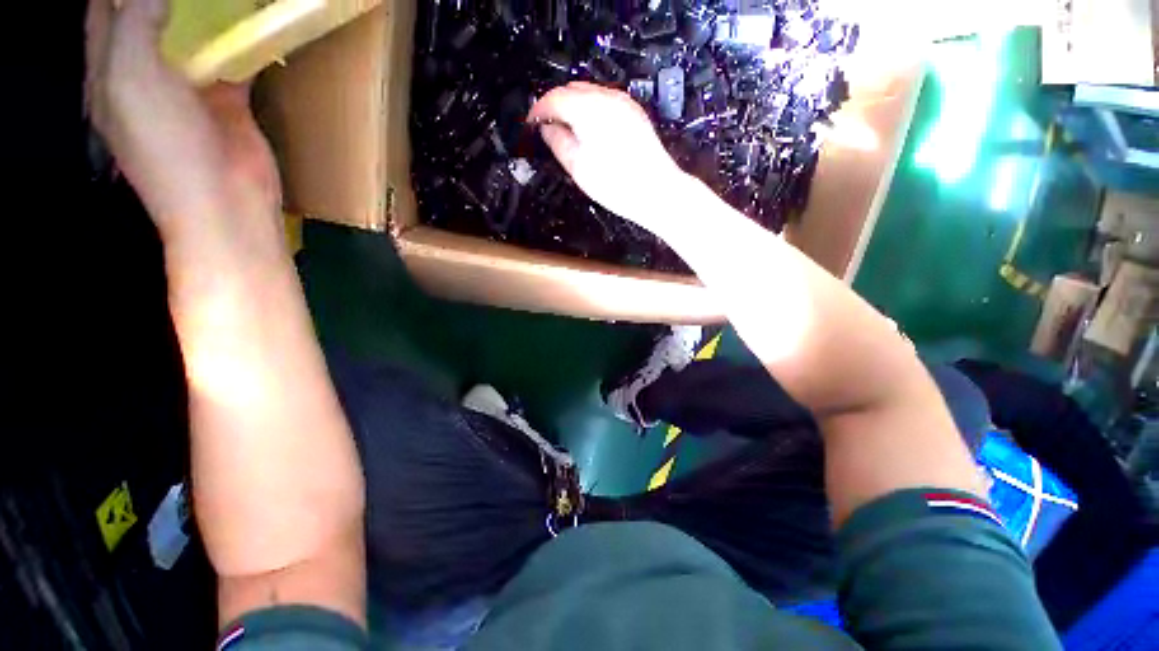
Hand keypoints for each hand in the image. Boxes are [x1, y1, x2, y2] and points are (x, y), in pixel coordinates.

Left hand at [86, 0, 279, 239]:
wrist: (225, 201)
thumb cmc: (165, 147)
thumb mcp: (132, 77)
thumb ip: (136, 22)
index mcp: (110, 71)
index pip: (104, 12)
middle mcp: (145, 74)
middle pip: (147, 18)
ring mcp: (189, 88)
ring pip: (190, 36)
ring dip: (202, 13)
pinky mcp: (229, 102)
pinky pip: (232, 60)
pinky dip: (240, 40)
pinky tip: (250, 21)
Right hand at [528, 82, 687, 231]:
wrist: (657, 191)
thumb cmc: (615, 184)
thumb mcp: (578, 167)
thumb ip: (558, 142)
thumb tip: (546, 128)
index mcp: (589, 109)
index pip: (554, 98)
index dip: (538, 110)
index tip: (530, 124)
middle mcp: (607, 97)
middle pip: (571, 90)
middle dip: (555, 105)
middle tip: (546, 128)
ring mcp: (624, 103)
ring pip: (589, 94)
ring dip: (573, 107)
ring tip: (566, 131)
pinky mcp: (634, 113)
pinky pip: (605, 102)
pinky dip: (590, 111)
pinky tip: (589, 131)